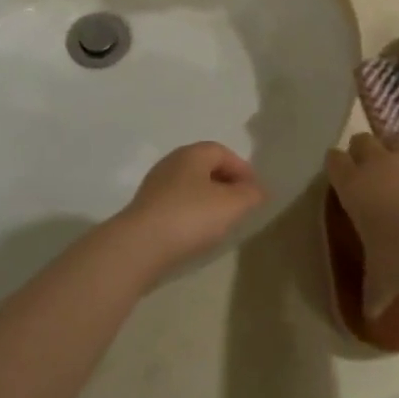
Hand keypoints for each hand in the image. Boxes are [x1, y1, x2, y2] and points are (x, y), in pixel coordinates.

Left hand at [111, 142, 264, 279]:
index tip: (255, 192)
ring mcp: (155, 186)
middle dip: (226, 183)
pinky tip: (197, 232)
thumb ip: (250, 194)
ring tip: (222, 221)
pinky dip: (192, 212)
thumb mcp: (232, 205)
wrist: (140, 246)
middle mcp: (171, 163)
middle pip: (205, 167)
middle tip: (241, 205)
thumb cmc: (190, 217)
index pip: (222, 151)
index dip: (242, 169)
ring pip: (190, 186)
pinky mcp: (146, 209)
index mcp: (191, 154)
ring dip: (208, 199)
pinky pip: (177, 204)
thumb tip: (257, 190)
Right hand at [326, 135, 398, 315]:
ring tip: (396, 175)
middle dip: (361, 153)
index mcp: (354, 186)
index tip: (340, 179)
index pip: (334, 160)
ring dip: (390, 152)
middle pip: (361, 140)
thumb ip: (373, 294)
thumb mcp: (383, 281)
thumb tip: (369, 317)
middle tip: (366, 176)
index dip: (336, 166)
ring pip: (391, 140)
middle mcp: (377, 165)